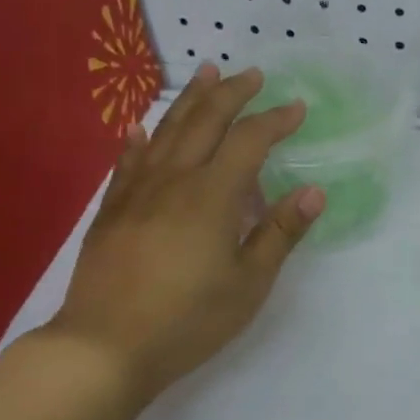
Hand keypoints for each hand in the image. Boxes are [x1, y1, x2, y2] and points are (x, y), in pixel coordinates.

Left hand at [42, 64, 323, 400]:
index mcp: (212, 196)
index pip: (249, 141)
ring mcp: (137, 192)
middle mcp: (174, 180)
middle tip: (252, 74)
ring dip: (190, 100)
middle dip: (232, 93)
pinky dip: (141, 138)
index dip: (275, 120)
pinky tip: (142, 126)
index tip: (297, 108)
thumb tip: (313, 192)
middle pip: (204, 122)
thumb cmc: (189, 319)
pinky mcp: (112, 210)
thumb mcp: (249, 283)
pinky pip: (129, 160)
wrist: (106, 346)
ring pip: (166, 131)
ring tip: (205, 73)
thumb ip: (279, 233)